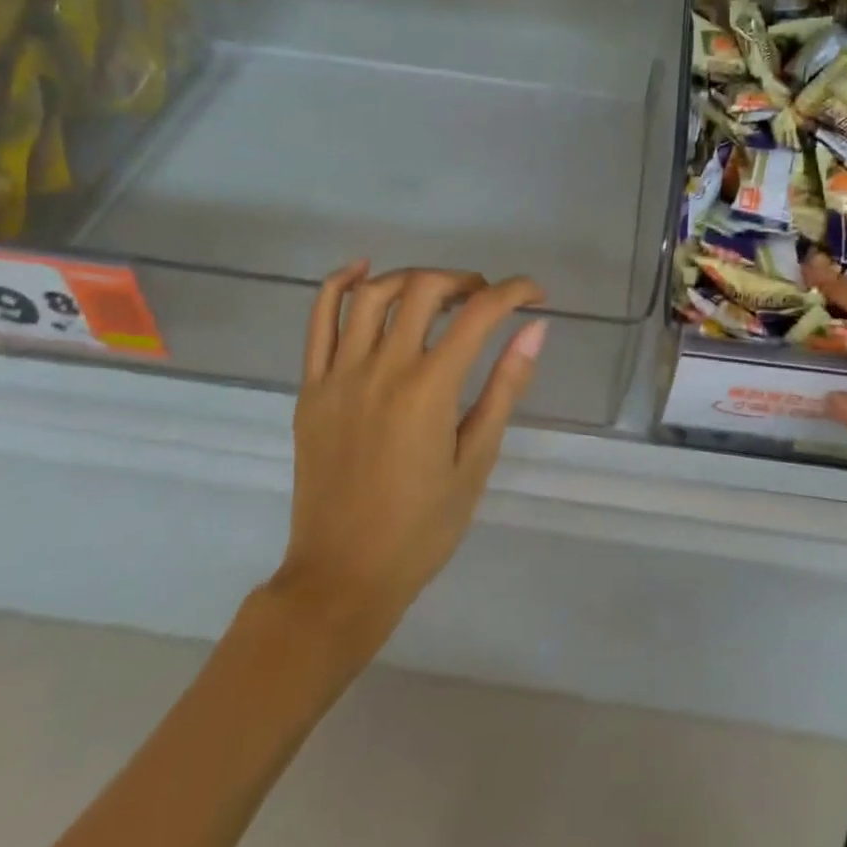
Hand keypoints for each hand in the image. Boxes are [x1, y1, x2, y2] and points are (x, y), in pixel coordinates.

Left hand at [267, 262, 547, 649]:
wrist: (342, 577)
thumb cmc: (422, 528)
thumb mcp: (476, 460)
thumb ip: (505, 387)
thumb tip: (535, 328)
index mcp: (429, 390)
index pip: (479, 314)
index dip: (514, 292)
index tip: (536, 297)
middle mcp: (382, 369)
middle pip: (424, 288)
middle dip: (466, 280)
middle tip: (486, 299)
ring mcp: (338, 375)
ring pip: (372, 294)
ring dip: (413, 279)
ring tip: (437, 294)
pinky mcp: (310, 388)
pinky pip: (318, 320)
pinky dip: (340, 284)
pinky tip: (364, 270)